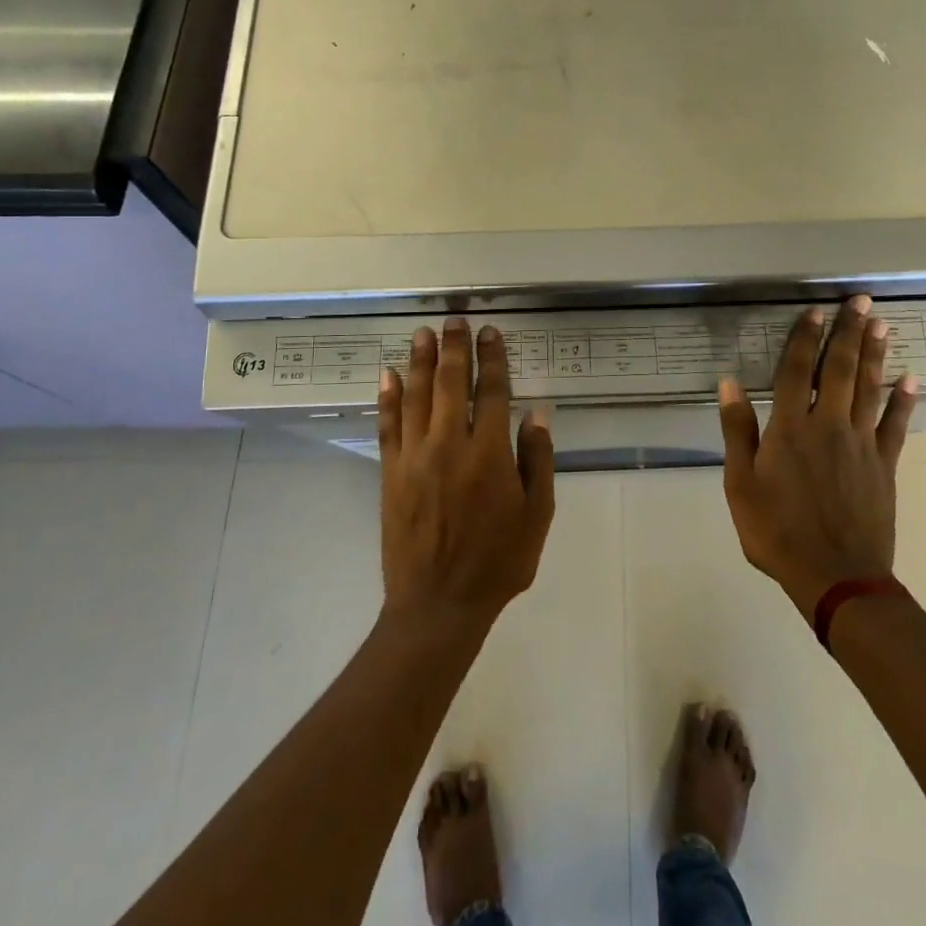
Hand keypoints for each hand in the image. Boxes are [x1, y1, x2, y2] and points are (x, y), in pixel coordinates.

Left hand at [377, 319, 555, 631]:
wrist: (438, 604)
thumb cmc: (498, 562)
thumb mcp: (537, 515)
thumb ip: (537, 460)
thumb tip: (536, 412)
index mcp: (490, 454)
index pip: (493, 392)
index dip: (493, 359)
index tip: (491, 333)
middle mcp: (450, 445)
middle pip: (452, 384)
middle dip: (455, 348)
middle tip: (454, 320)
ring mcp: (415, 457)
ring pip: (417, 397)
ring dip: (420, 361)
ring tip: (423, 333)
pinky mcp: (391, 474)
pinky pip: (388, 426)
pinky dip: (388, 398)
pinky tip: (389, 375)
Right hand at [716, 296, 917, 615]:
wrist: (835, 576)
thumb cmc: (777, 531)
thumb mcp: (740, 484)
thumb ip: (737, 430)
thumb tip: (729, 382)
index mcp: (790, 428)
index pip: (797, 371)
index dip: (805, 338)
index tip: (814, 311)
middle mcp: (828, 425)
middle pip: (839, 369)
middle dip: (848, 332)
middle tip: (860, 300)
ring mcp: (861, 443)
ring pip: (869, 388)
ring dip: (875, 354)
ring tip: (880, 324)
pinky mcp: (885, 465)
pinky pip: (896, 425)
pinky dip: (904, 400)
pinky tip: (911, 378)